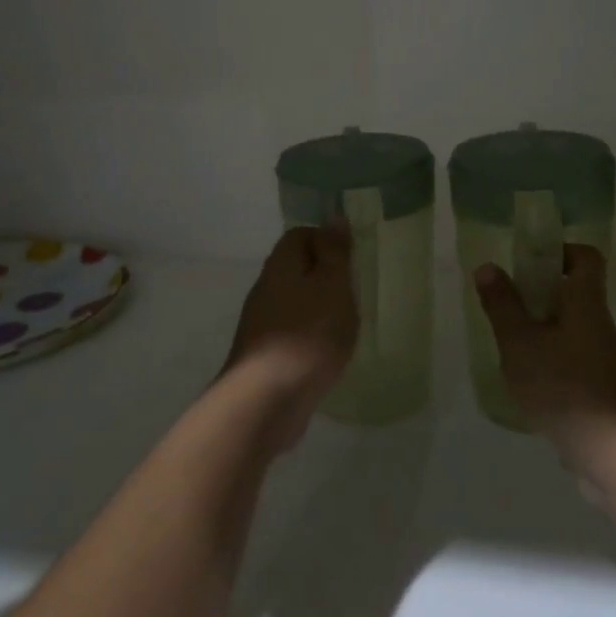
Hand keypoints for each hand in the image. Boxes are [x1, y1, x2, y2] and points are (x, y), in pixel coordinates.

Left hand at [222, 225, 357, 449]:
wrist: (266, 400)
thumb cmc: (308, 334)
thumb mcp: (333, 285)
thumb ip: (335, 252)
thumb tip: (334, 217)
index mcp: (280, 265)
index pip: (300, 235)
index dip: (326, 239)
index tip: (353, 258)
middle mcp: (265, 289)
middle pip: (295, 269)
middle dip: (324, 275)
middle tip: (354, 291)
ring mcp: (261, 324)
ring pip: (294, 302)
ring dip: (318, 308)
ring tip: (346, 323)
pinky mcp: (264, 356)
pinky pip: (291, 332)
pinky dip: (310, 336)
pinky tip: (327, 352)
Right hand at [475, 245, 615, 475]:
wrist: (612, 452)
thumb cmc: (563, 386)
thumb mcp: (520, 343)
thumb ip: (502, 305)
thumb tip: (488, 267)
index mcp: (586, 302)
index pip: (586, 257)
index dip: (560, 251)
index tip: (530, 263)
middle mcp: (600, 323)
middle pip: (575, 292)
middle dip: (540, 293)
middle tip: (509, 307)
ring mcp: (604, 357)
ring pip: (572, 326)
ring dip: (543, 328)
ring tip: (512, 346)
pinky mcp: (602, 387)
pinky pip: (574, 356)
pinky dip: (552, 358)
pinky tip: (529, 380)